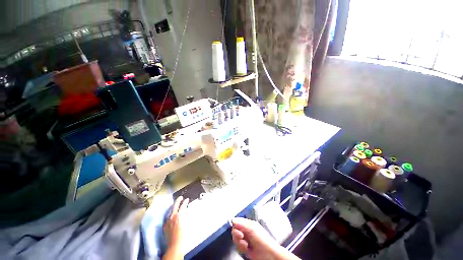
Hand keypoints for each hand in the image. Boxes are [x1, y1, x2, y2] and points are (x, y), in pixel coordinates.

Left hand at [163, 196, 188, 256]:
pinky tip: (172, 215)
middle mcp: (173, 216)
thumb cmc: (184, 235)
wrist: (175, 245)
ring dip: (174, 207)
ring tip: (176, 205)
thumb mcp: (187, 223)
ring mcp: (168, 221)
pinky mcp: (165, 225)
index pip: (183, 205)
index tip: (187, 199)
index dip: (185, 201)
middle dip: (178, 200)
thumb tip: (185, 212)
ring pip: (170, 210)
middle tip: (181, 197)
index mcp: (179, 215)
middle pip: (175, 205)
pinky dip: (171, 214)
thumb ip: (185, 216)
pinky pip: (168, 217)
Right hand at [231, 218, 299, 259]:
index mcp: (248, 224)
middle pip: (235, 230)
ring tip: (246, 245)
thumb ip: (242, 224)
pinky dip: (241, 248)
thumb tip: (233, 219)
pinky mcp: (245, 248)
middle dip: (237, 234)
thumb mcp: (252, 229)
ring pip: (236, 239)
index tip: (235, 228)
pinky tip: (246, 249)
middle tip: (242, 237)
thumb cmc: (262, 239)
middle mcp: (246, 231)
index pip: (237, 221)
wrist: (268, 254)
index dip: (235, 224)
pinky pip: (238, 246)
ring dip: (239, 242)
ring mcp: (245, 239)